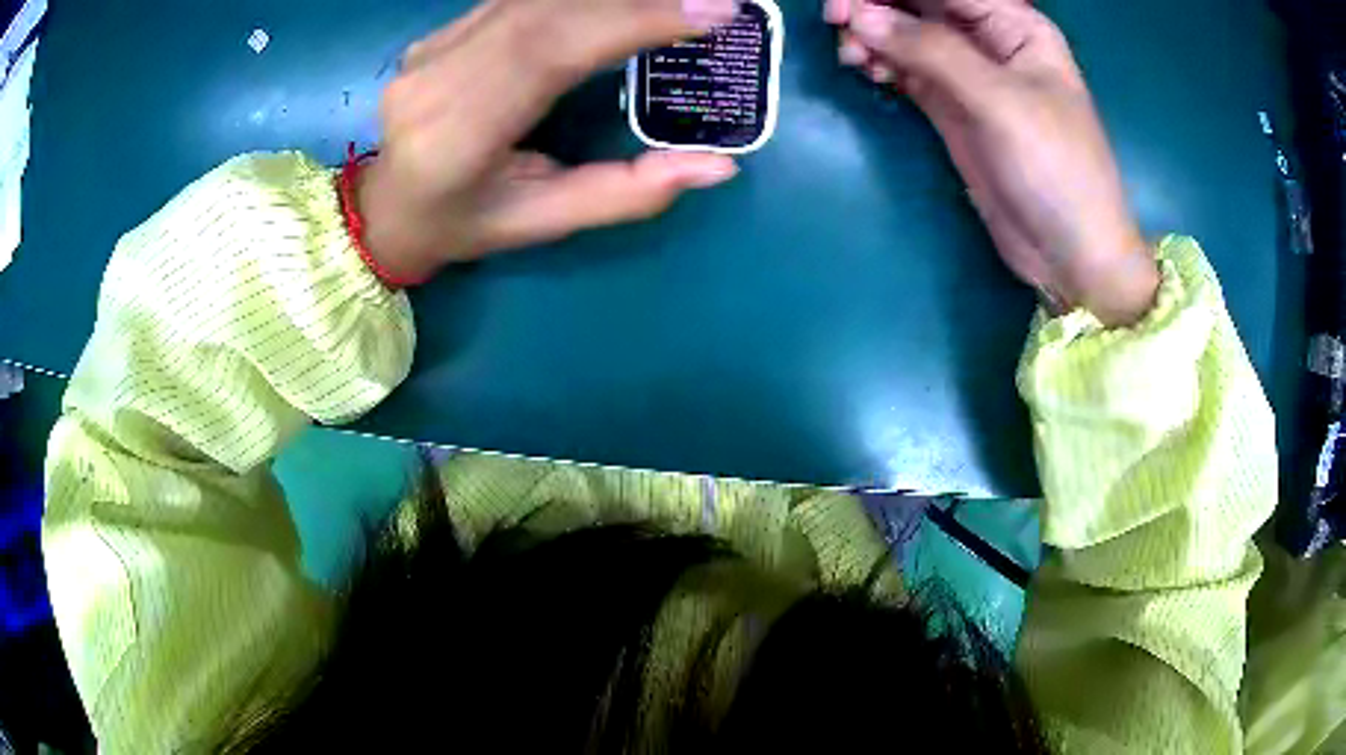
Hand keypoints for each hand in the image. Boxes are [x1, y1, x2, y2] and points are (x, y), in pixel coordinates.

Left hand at [358, 0, 742, 283]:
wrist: (385, 208)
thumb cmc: (463, 225)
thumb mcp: (542, 224)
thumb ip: (626, 195)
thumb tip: (718, 166)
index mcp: (455, 139)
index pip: (548, 53)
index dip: (632, 22)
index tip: (711, 12)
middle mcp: (434, 80)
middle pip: (544, 11)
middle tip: (710, 1)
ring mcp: (430, 50)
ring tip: (671, 1)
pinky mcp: (437, 35)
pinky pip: (517, 0)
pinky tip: (616, 5)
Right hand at [826, 0, 1158, 326]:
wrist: (1071, 255)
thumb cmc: (1057, 171)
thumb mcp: (1000, 102)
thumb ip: (933, 52)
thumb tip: (859, 16)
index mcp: (1015, 26)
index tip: (846, 1)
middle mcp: (991, 42)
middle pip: (921, 5)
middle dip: (877, 7)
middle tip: (834, 21)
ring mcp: (970, 77)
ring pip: (908, 35)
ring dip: (873, 36)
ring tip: (851, 56)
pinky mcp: (953, 110)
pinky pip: (907, 70)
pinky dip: (883, 64)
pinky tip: (866, 70)